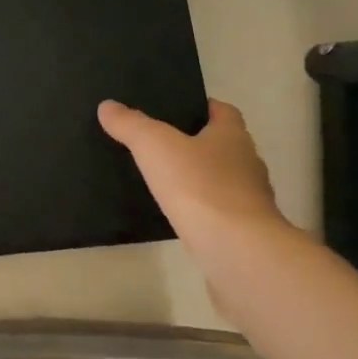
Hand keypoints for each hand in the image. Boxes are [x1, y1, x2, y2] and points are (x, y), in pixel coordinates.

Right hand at [98, 98, 295, 291]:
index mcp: (233, 136)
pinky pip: (219, 215)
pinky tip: (177, 217)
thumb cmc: (200, 186)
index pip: (223, 111)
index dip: (200, 107)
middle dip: (196, 145)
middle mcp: (247, 164)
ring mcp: (250, 202)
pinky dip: (201, 213)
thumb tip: (107, 105)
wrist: (239, 253)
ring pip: (221, 182)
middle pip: (222, 146)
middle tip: (159, 146)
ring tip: (162, 183)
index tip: (173, 111)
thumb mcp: (155, 145)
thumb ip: (131, 124)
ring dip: (199, 181)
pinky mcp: (245, 235)